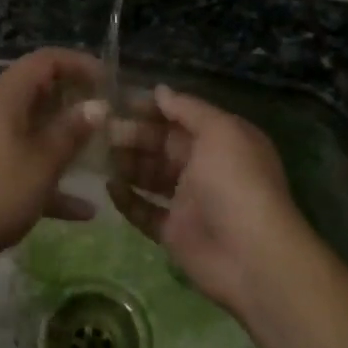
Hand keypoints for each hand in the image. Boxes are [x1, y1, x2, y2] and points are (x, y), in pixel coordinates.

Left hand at [0, 48, 103, 267]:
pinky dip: (49, 179)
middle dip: (77, 105)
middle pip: (41, 94)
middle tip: (113, 121)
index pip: (47, 60)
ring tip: (103, 158)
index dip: (80, 64)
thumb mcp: (41, 161)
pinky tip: (83, 211)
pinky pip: (23, 165)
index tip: (112, 82)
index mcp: (6, 95)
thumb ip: (71, 132)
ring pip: (34, 131)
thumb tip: (98, 105)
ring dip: (66, 143)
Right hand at [106, 85, 314, 315]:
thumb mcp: (219, 132)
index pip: (182, 117)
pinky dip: (127, 200)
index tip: (118, 102)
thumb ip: (188, 109)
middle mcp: (206, 167)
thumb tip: (159, 90)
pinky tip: (108, 188)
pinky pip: (145, 211)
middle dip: (133, 135)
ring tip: (97, 154)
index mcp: (222, 140)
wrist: (250, 256)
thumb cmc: (236, 182)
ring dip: (126, 164)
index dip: (152, 109)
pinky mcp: (174, 232)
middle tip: (100, 130)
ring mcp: (189, 202)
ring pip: (151, 176)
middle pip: (163, 145)